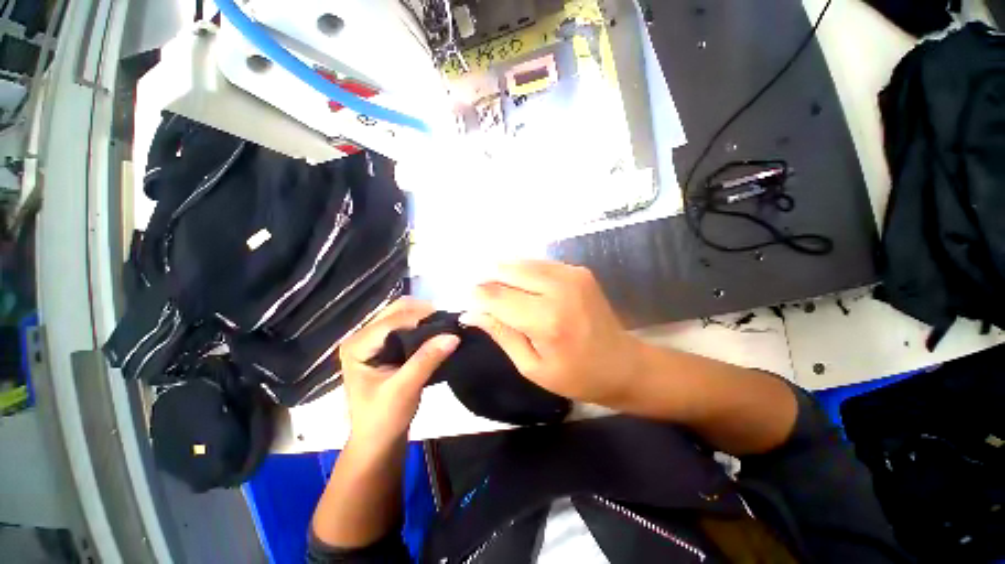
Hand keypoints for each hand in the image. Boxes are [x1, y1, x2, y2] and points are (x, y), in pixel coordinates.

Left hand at [339, 297, 459, 454]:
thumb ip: (426, 360)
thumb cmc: (384, 418)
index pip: (392, 321)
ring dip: (424, 316)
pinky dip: (423, 324)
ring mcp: (374, 339)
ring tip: (445, 324)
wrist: (378, 439)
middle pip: (396, 310)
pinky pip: (407, 325)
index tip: (449, 319)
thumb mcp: (404, 389)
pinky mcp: (385, 345)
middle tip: (448, 320)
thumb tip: (453, 335)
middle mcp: (362, 336)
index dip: (421, 317)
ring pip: (402, 314)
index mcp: (357, 345)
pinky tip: (437, 330)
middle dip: (423, 312)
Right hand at [460, 260, 643, 405]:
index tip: (469, 304)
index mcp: (546, 320)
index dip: (477, 296)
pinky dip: (524, 272)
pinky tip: (524, 288)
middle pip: (506, 270)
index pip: (496, 296)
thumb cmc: (575, 376)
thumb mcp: (531, 366)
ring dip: (504, 274)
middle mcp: (559, 289)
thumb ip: (500, 333)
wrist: (623, 364)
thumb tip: (471, 313)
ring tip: (502, 294)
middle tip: (483, 299)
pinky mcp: (579, 270)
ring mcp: (571, 274)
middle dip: (488, 281)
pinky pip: (539, 263)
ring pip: (521, 262)